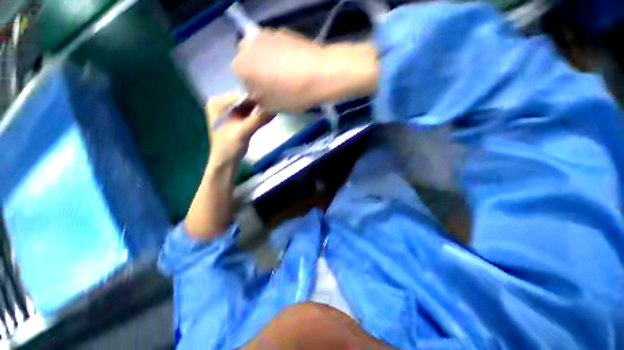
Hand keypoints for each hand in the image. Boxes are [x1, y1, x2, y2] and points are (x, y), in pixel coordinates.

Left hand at [206, 94, 273, 166]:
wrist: (226, 162)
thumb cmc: (229, 146)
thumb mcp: (243, 131)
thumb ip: (259, 119)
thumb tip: (276, 108)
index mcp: (218, 103)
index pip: (241, 95)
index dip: (257, 96)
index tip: (273, 97)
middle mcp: (224, 104)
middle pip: (246, 99)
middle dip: (260, 102)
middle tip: (276, 102)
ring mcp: (231, 112)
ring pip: (250, 106)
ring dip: (261, 108)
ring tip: (275, 106)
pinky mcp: (239, 119)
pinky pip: (251, 113)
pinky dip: (259, 114)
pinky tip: (270, 113)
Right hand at [232, 29, 378, 113]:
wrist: (320, 73)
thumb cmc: (292, 95)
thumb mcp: (272, 107)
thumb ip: (258, 101)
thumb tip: (258, 94)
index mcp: (239, 67)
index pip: (242, 83)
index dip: (256, 92)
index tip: (269, 97)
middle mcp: (246, 46)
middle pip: (250, 65)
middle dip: (260, 77)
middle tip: (277, 88)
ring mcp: (264, 34)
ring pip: (261, 56)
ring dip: (269, 66)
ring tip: (288, 77)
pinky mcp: (281, 31)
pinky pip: (274, 48)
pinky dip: (279, 57)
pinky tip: (294, 66)